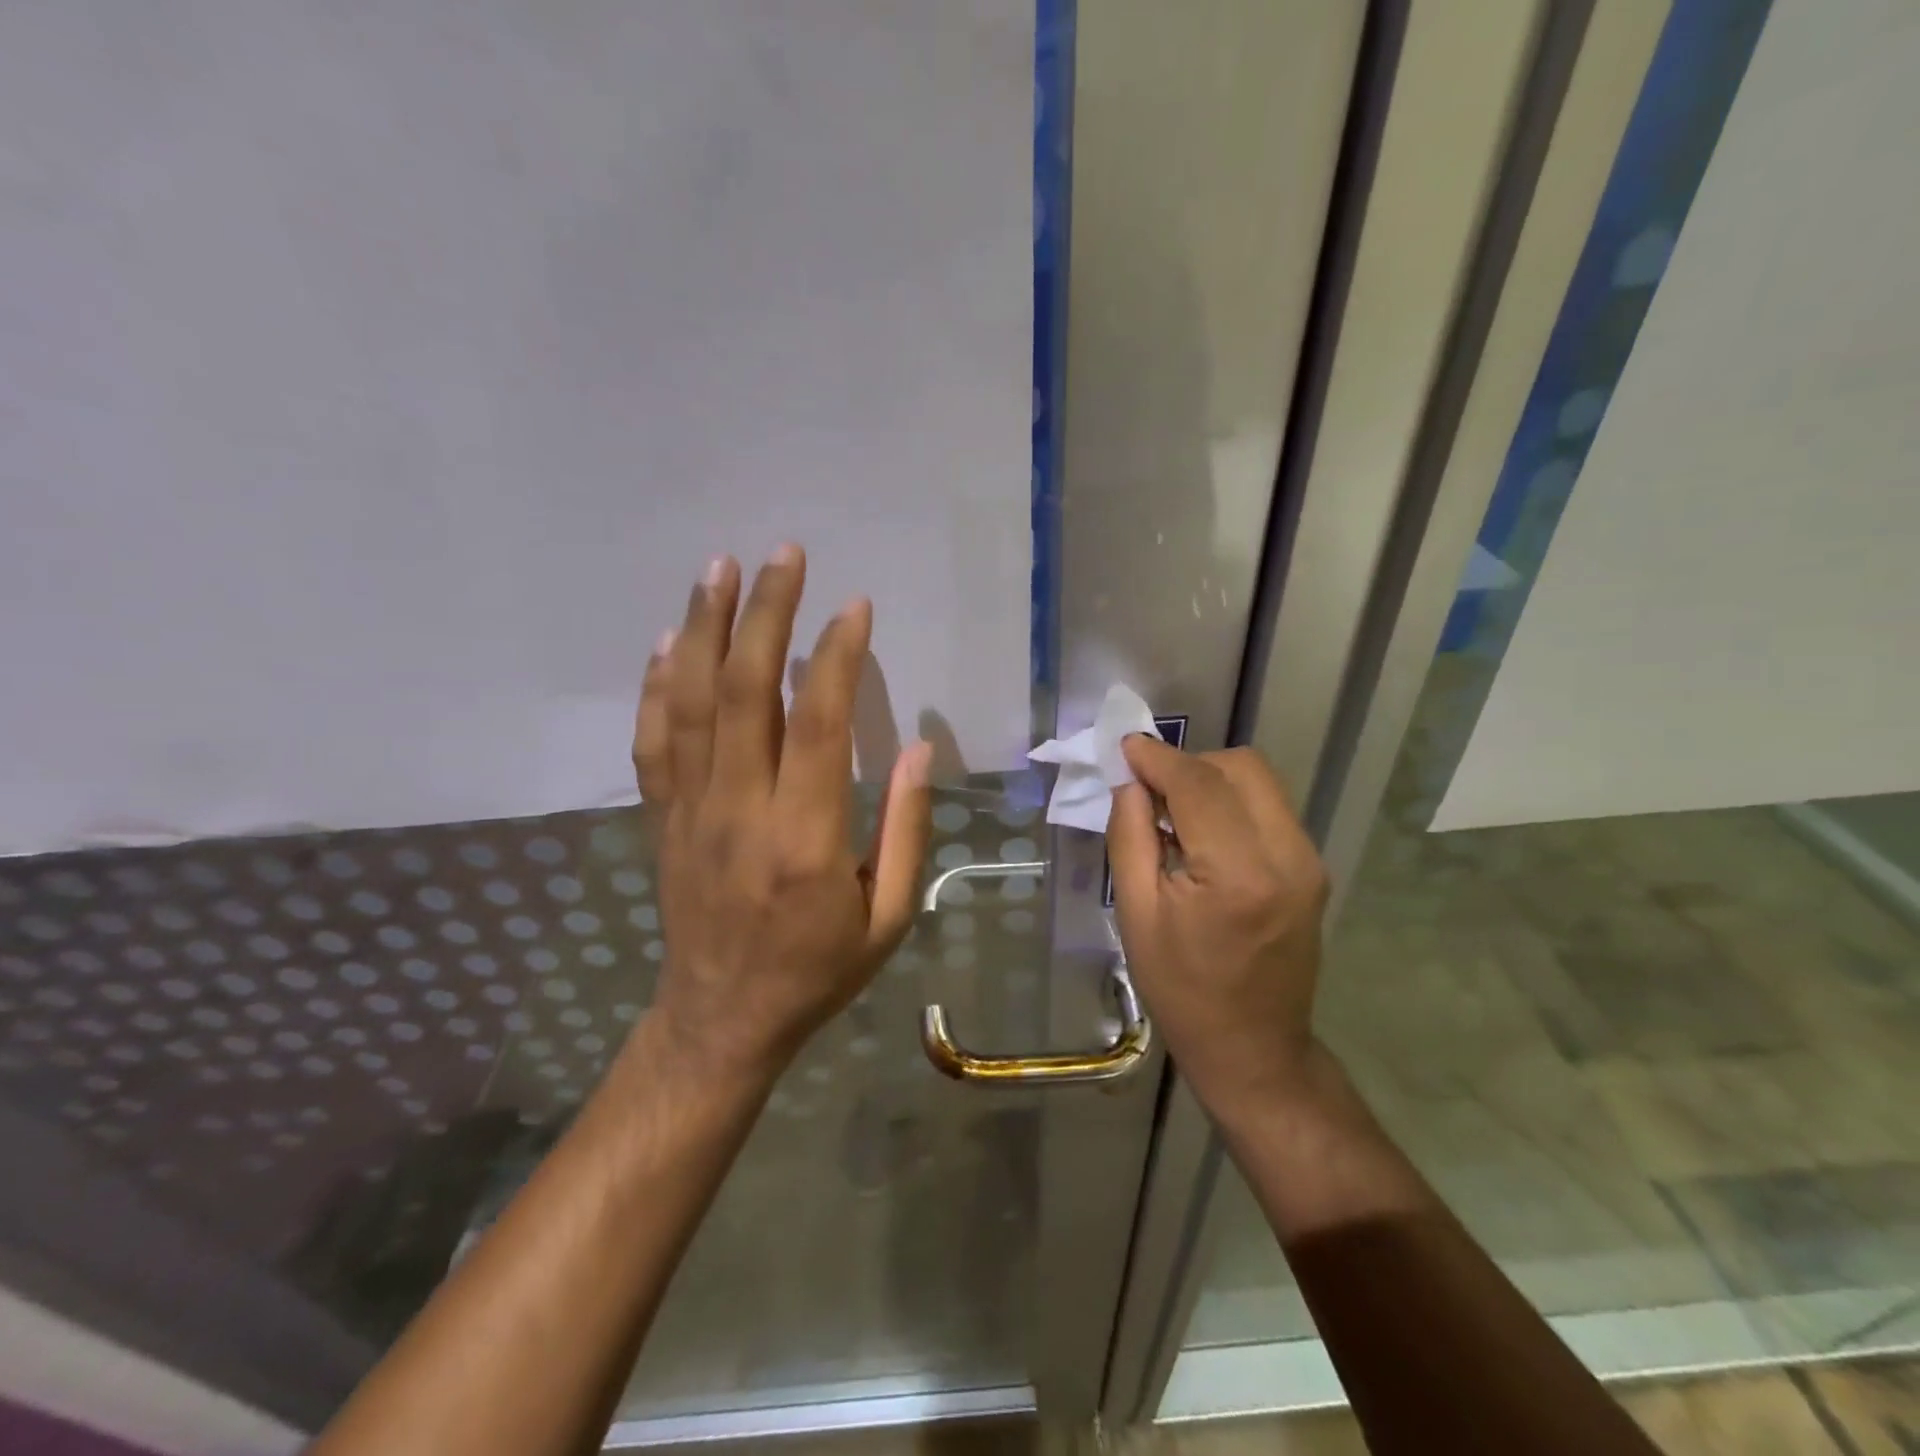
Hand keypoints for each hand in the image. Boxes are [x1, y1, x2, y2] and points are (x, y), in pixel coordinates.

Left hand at [631, 546, 932, 1084]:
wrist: (722, 1018)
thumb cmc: (818, 970)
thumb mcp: (888, 916)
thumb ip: (903, 828)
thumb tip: (915, 747)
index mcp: (804, 836)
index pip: (815, 723)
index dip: (834, 657)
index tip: (853, 608)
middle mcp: (740, 809)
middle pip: (743, 692)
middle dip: (765, 615)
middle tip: (783, 556)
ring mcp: (691, 810)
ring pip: (690, 702)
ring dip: (703, 629)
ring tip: (720, 569)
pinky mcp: (662, 817)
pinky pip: (652, 741)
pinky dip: (656, 686)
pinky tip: (666, 641)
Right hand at [1107, 738, 1328, 1118]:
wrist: (1253, 1049)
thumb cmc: (1182, 990)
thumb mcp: (1136, 913)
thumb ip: (1131, 834)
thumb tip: (1130, 780)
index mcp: (1238, 874)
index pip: (1198, 784)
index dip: (1158, 758)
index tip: (1125, 747)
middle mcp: (1287, 855)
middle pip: (1240, 767)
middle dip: (1189, 764)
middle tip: (1148, 789)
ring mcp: (1309, 861)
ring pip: (1259, 782)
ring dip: (1211, 780)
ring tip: (1172, 813)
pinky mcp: (1312, 869)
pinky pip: (1268, 808)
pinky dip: (1230, 802)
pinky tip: (1202, 834)